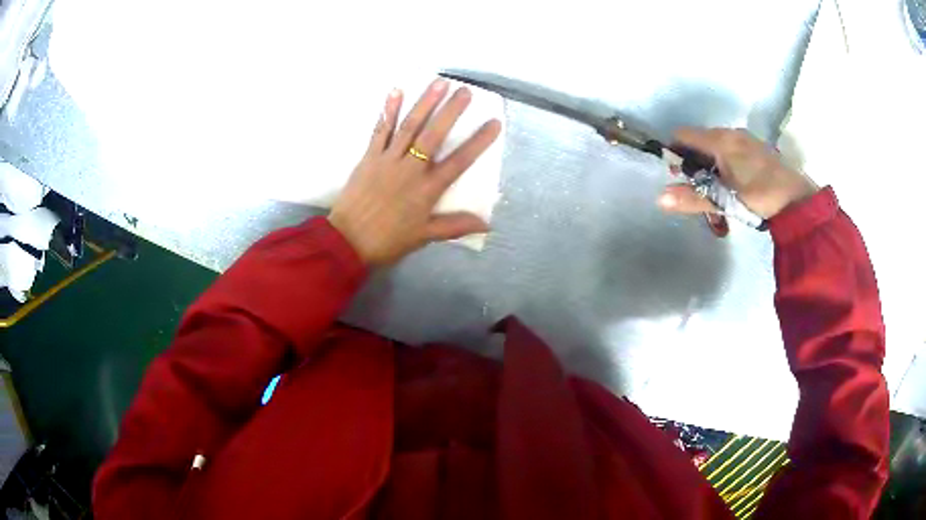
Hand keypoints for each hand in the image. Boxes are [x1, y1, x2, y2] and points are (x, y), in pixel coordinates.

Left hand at [328, 80, 501, 266]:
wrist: (347, 241)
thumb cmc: (387, 240)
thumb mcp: (424, 237)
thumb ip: (454, 226)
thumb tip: (487, 224)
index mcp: (427, 189)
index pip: (459, 162)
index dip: (478, 142)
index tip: (494, 122)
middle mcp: (410, 169)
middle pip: (434, 135)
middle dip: (451, 111)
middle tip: (465, 91)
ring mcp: (388, 159)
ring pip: (409, 127)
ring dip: (424, 103)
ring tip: (439, 83)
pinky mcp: (369, 157)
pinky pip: (380, 130)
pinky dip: (388, 110)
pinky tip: (396, 91)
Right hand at [657, 128, 817, 219]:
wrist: (797, 200)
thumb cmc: (759, 197)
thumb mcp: (724, 201)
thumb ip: (693, 198)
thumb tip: (659, 199)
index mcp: (719, 140)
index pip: (683, 134)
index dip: (674, 151)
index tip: (677, 175)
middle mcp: (730, 132)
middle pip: (699, 139)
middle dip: (692, 161)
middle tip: (698, 187)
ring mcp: (745, 138)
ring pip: (715, 144)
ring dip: (709, 163)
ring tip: (717, 188)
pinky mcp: (755, 147)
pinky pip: (730, 147)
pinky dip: (724, 161)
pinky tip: (734, 182)